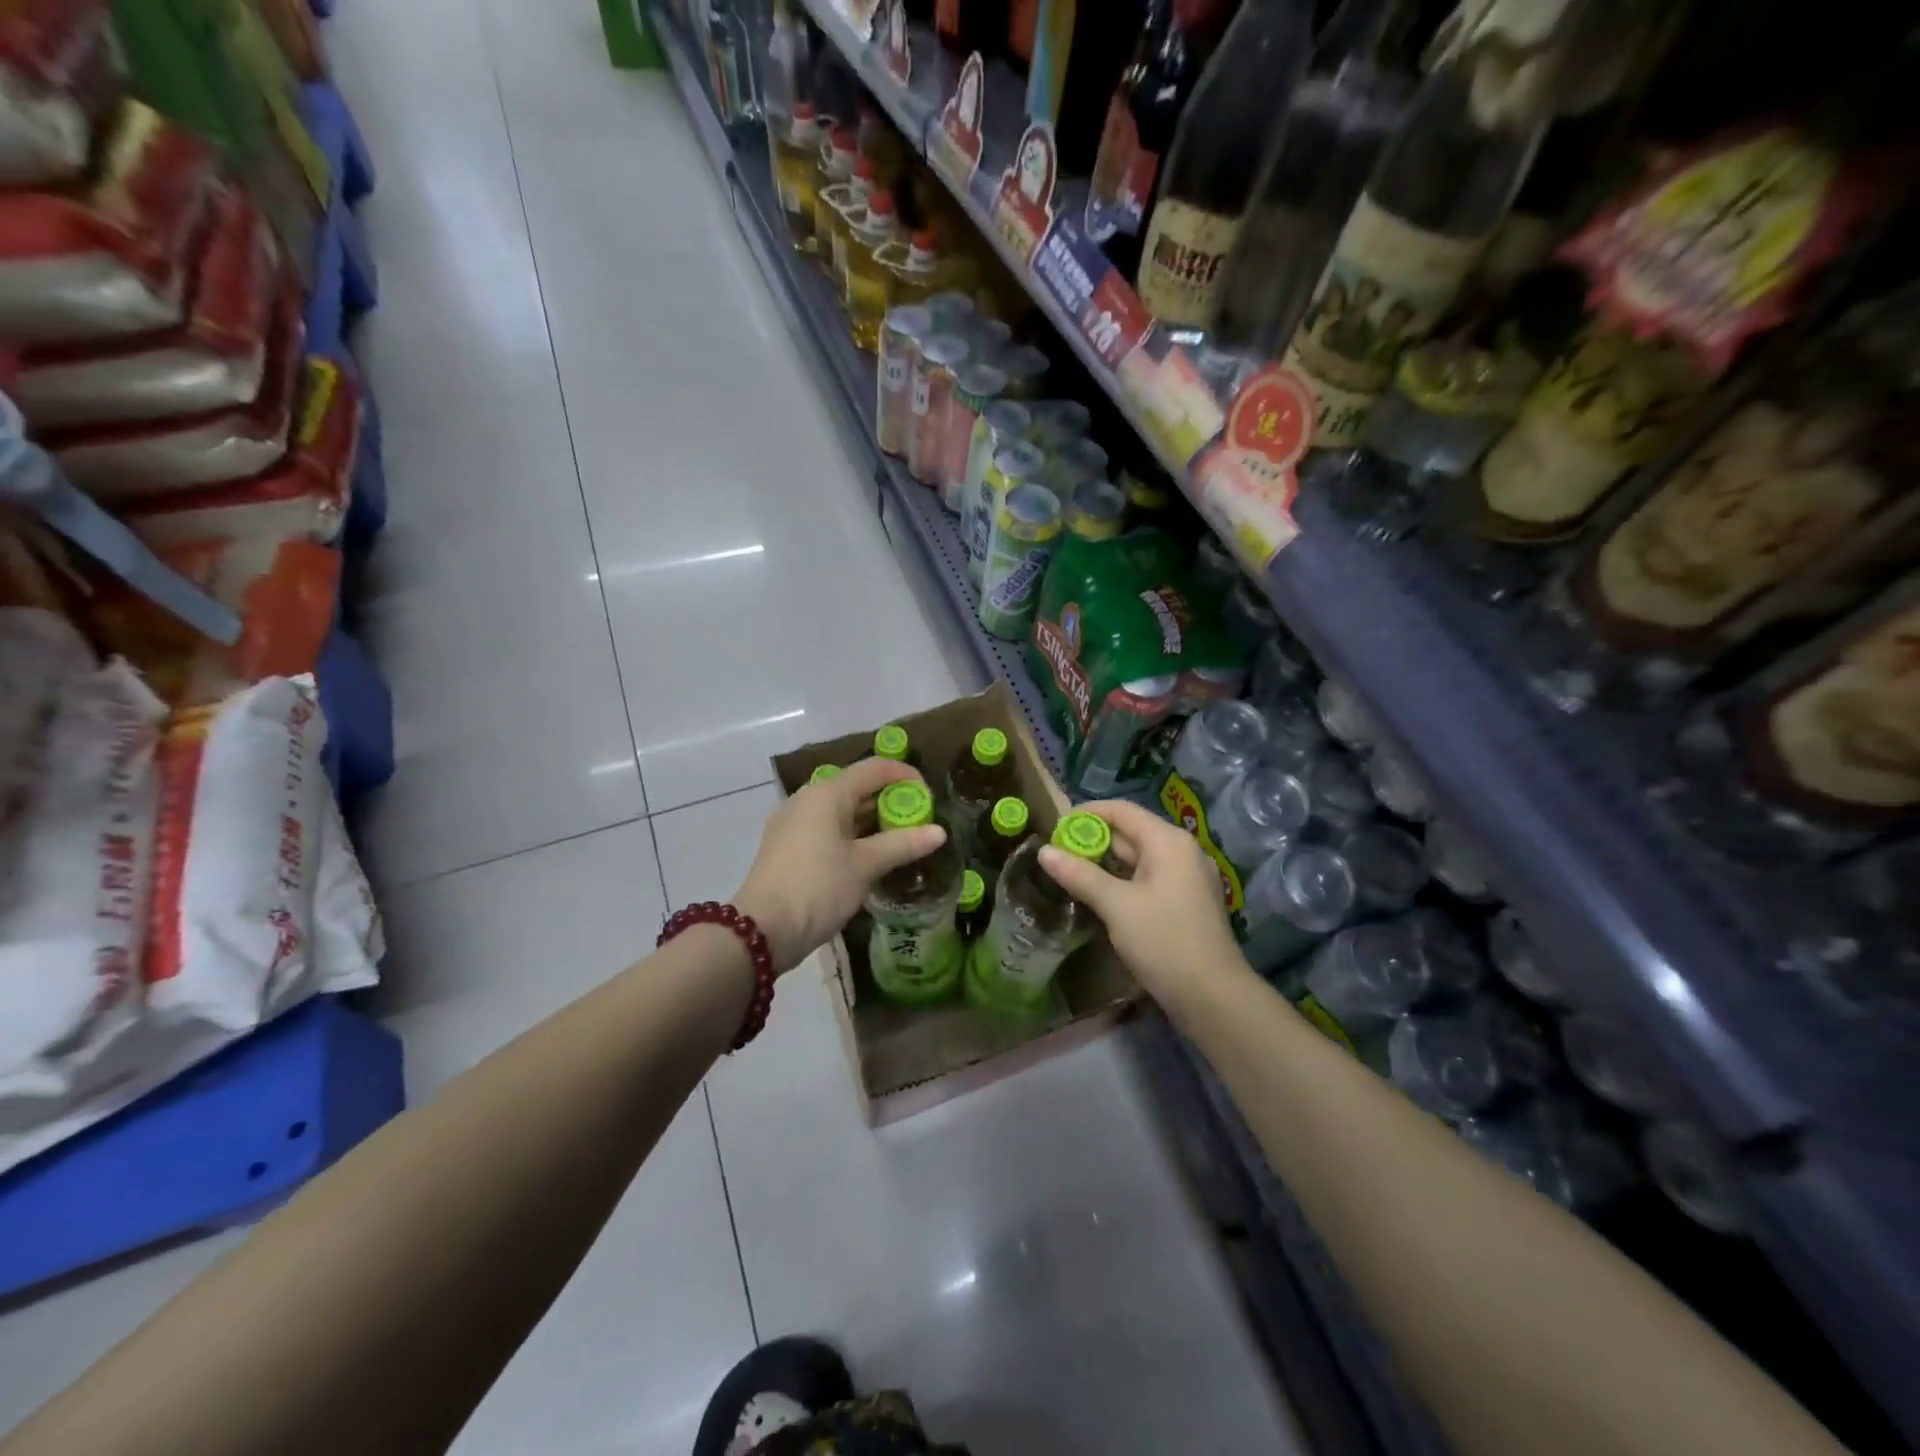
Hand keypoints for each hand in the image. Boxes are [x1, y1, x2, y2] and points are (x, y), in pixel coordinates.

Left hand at [734, 758, 947, 972]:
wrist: (763, 929)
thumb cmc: (819, 887)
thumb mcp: (865, 865)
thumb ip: (902, 844)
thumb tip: (939, 832)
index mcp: (827, 793)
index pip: (874, 769)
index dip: (905, 776)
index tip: (930, 796)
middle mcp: (808, 798)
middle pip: (856, 787)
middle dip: (890, 801)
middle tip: (918, 822)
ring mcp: (793, 822)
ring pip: (841, 810)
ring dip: (872, 820)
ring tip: (900, 840)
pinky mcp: (787, 845)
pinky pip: (826, 828)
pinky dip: (852, 834)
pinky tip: (869, 856)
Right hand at [1037, 800, 1246, 1009]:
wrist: (1213, 997)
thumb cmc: (1163, 941)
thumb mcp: (1116, 905)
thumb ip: (1080, 874)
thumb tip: (1044, 851)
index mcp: (1168, 841)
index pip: (1121, 810)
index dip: (1086, 814)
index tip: (1054, 829)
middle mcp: (1181, 851)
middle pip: (1130, 832)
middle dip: (1092, 840)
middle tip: (1056, 855)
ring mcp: (1186, 877)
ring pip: (1137, 858)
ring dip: (1104, 863)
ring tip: (1069, 874)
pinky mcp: (1185, 901)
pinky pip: (1147, 878)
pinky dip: (1121, 881)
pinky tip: (1098, 896)